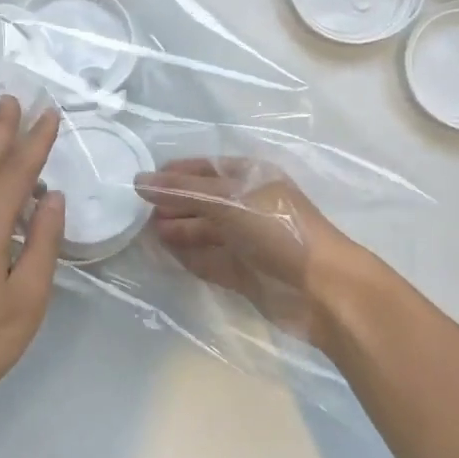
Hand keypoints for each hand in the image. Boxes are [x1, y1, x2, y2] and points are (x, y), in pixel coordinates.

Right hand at [134, 158, 359, 340]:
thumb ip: (181, 190)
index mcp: (250, 177)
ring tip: (145, 233)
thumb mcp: (227, 199)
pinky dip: (187, 256)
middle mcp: (247, 204)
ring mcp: (246, 240)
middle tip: (137, 213)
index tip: (141, 183)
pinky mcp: (243, 272)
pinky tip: (164, 254)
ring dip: (176, 230)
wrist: (322, 289)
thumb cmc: (276, 229)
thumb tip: (138, 180)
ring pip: (203, 231)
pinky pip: (208, 259)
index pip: (204, 168)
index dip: (174, 173)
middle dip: (172, 204)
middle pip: (201, 200)